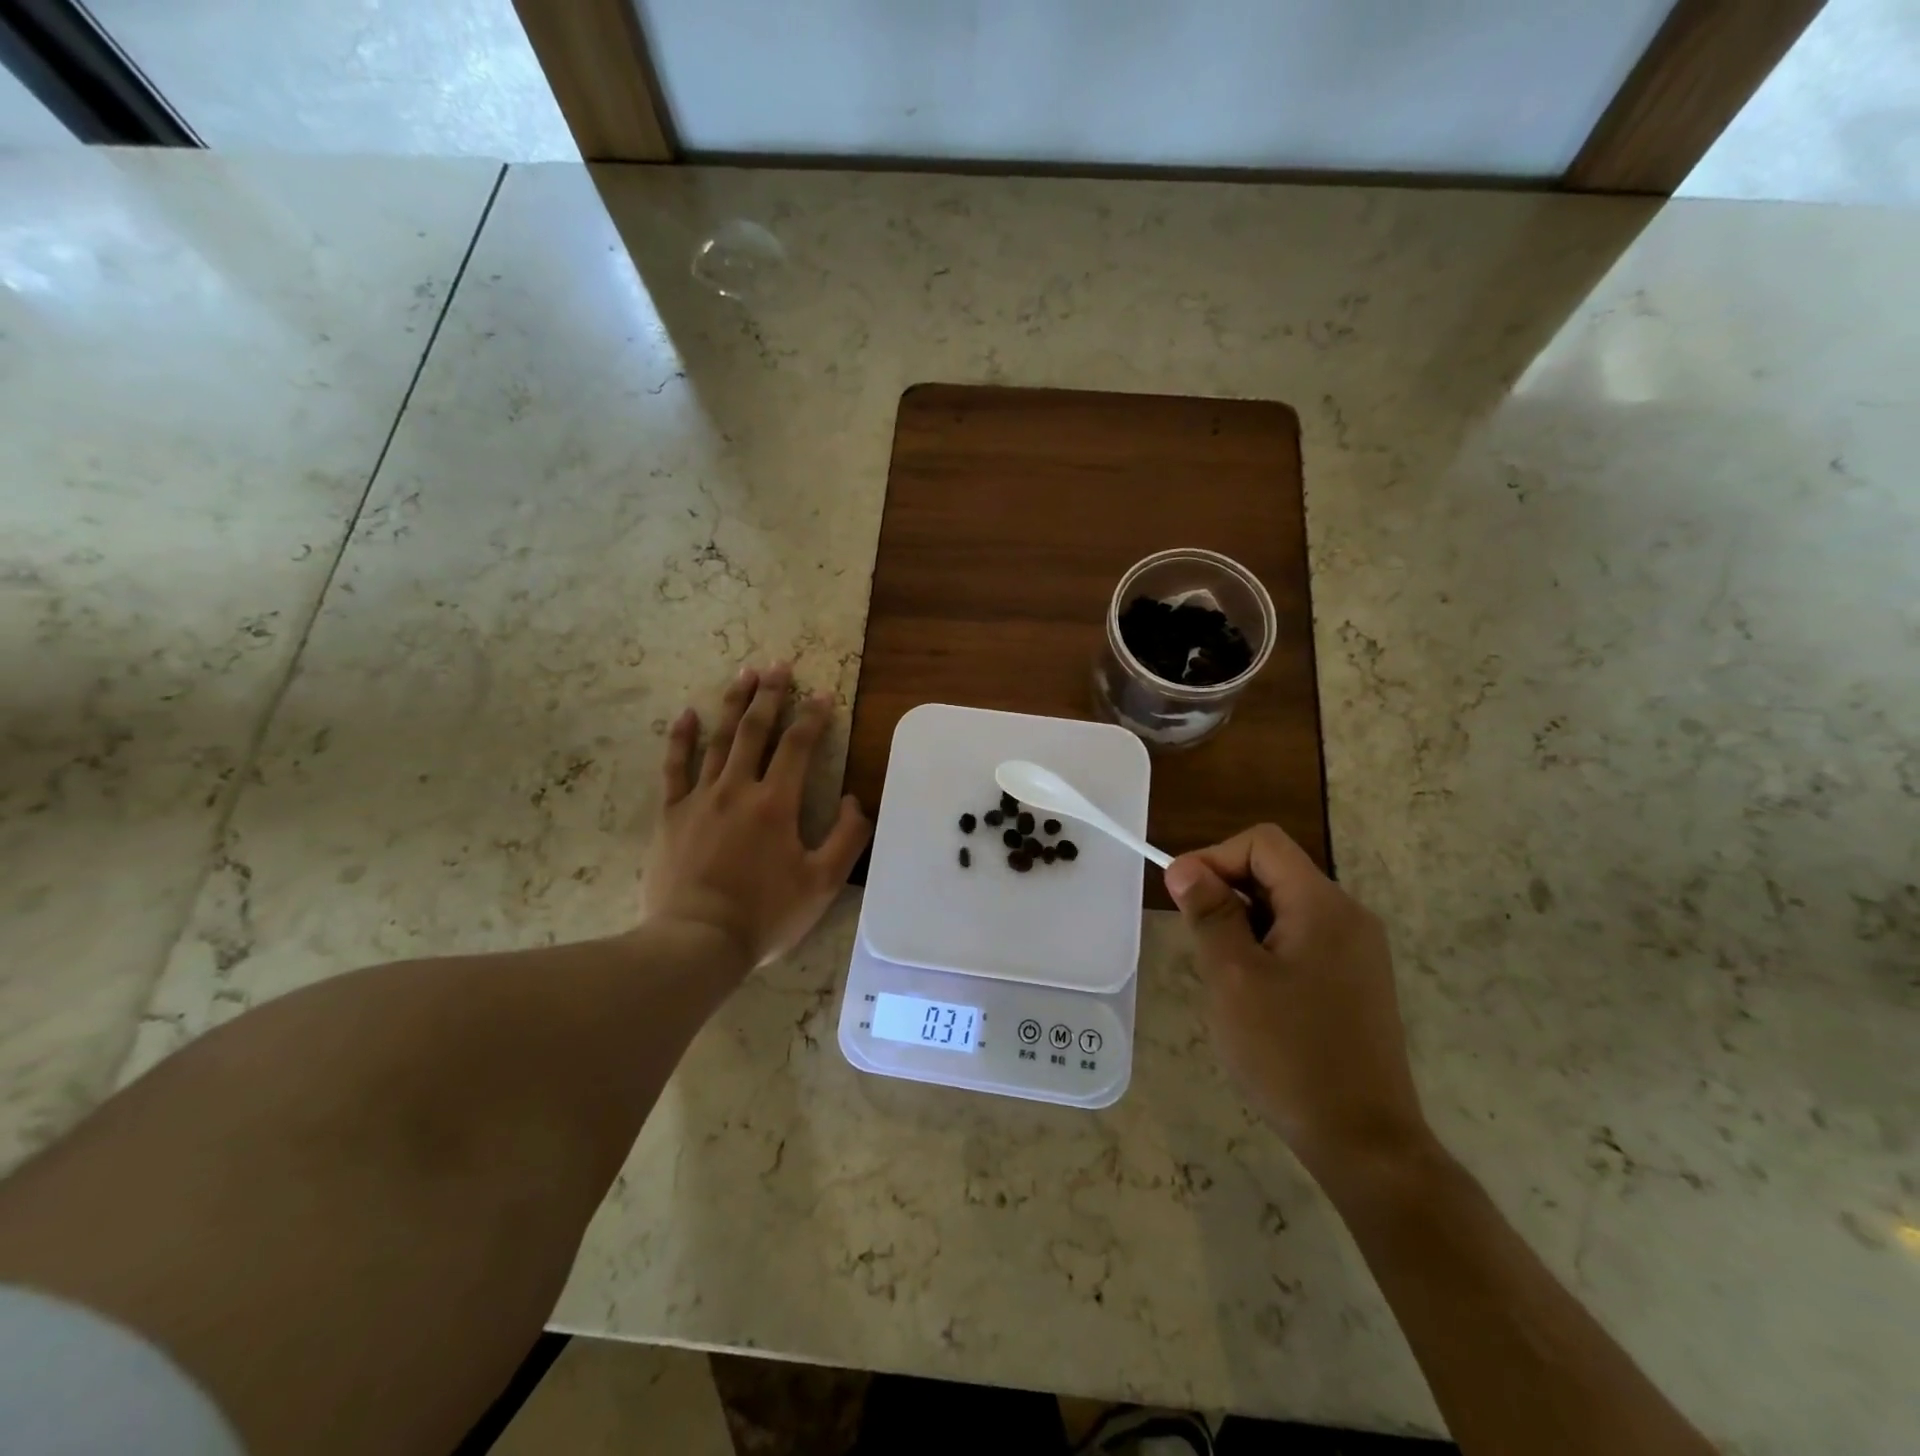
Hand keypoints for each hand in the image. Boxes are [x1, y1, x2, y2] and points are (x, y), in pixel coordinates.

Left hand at [642, 663, 870, 973]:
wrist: (697, 941)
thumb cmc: (765, 914)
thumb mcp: (822, 883)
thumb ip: (847, 839)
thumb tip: (856, 801)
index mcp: (776, 803)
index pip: (798, 746)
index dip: (813, 717)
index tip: (823, 694)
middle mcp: (738, 789)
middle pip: (756, 731)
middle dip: (771, 695)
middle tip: (778, 665)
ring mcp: (700, 799)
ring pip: (718, 740)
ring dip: (733, 705)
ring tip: (744, 674)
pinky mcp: (671, 815)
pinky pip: (674, 768)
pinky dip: (680, 739)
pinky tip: (686, 714)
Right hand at [1164, 825, 1431, 1178]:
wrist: (1364, 1142)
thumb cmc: (1289, 1053)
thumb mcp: (1233, 976)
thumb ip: (1209, 913)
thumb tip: (1185, 867)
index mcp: (1323, 905)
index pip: (1262, 843)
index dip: (1214, 856)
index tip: (1182, 897)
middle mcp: (1348, 916)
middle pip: (1275, 872)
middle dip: (1227, 895)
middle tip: (1201, 947)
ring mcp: (1358, 951)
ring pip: (1284, 909)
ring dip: (1244, 926)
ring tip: (1225, 978)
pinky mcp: (1357, 981)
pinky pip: (1302, 940)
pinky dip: (1267, 950)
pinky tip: (1255, 997)